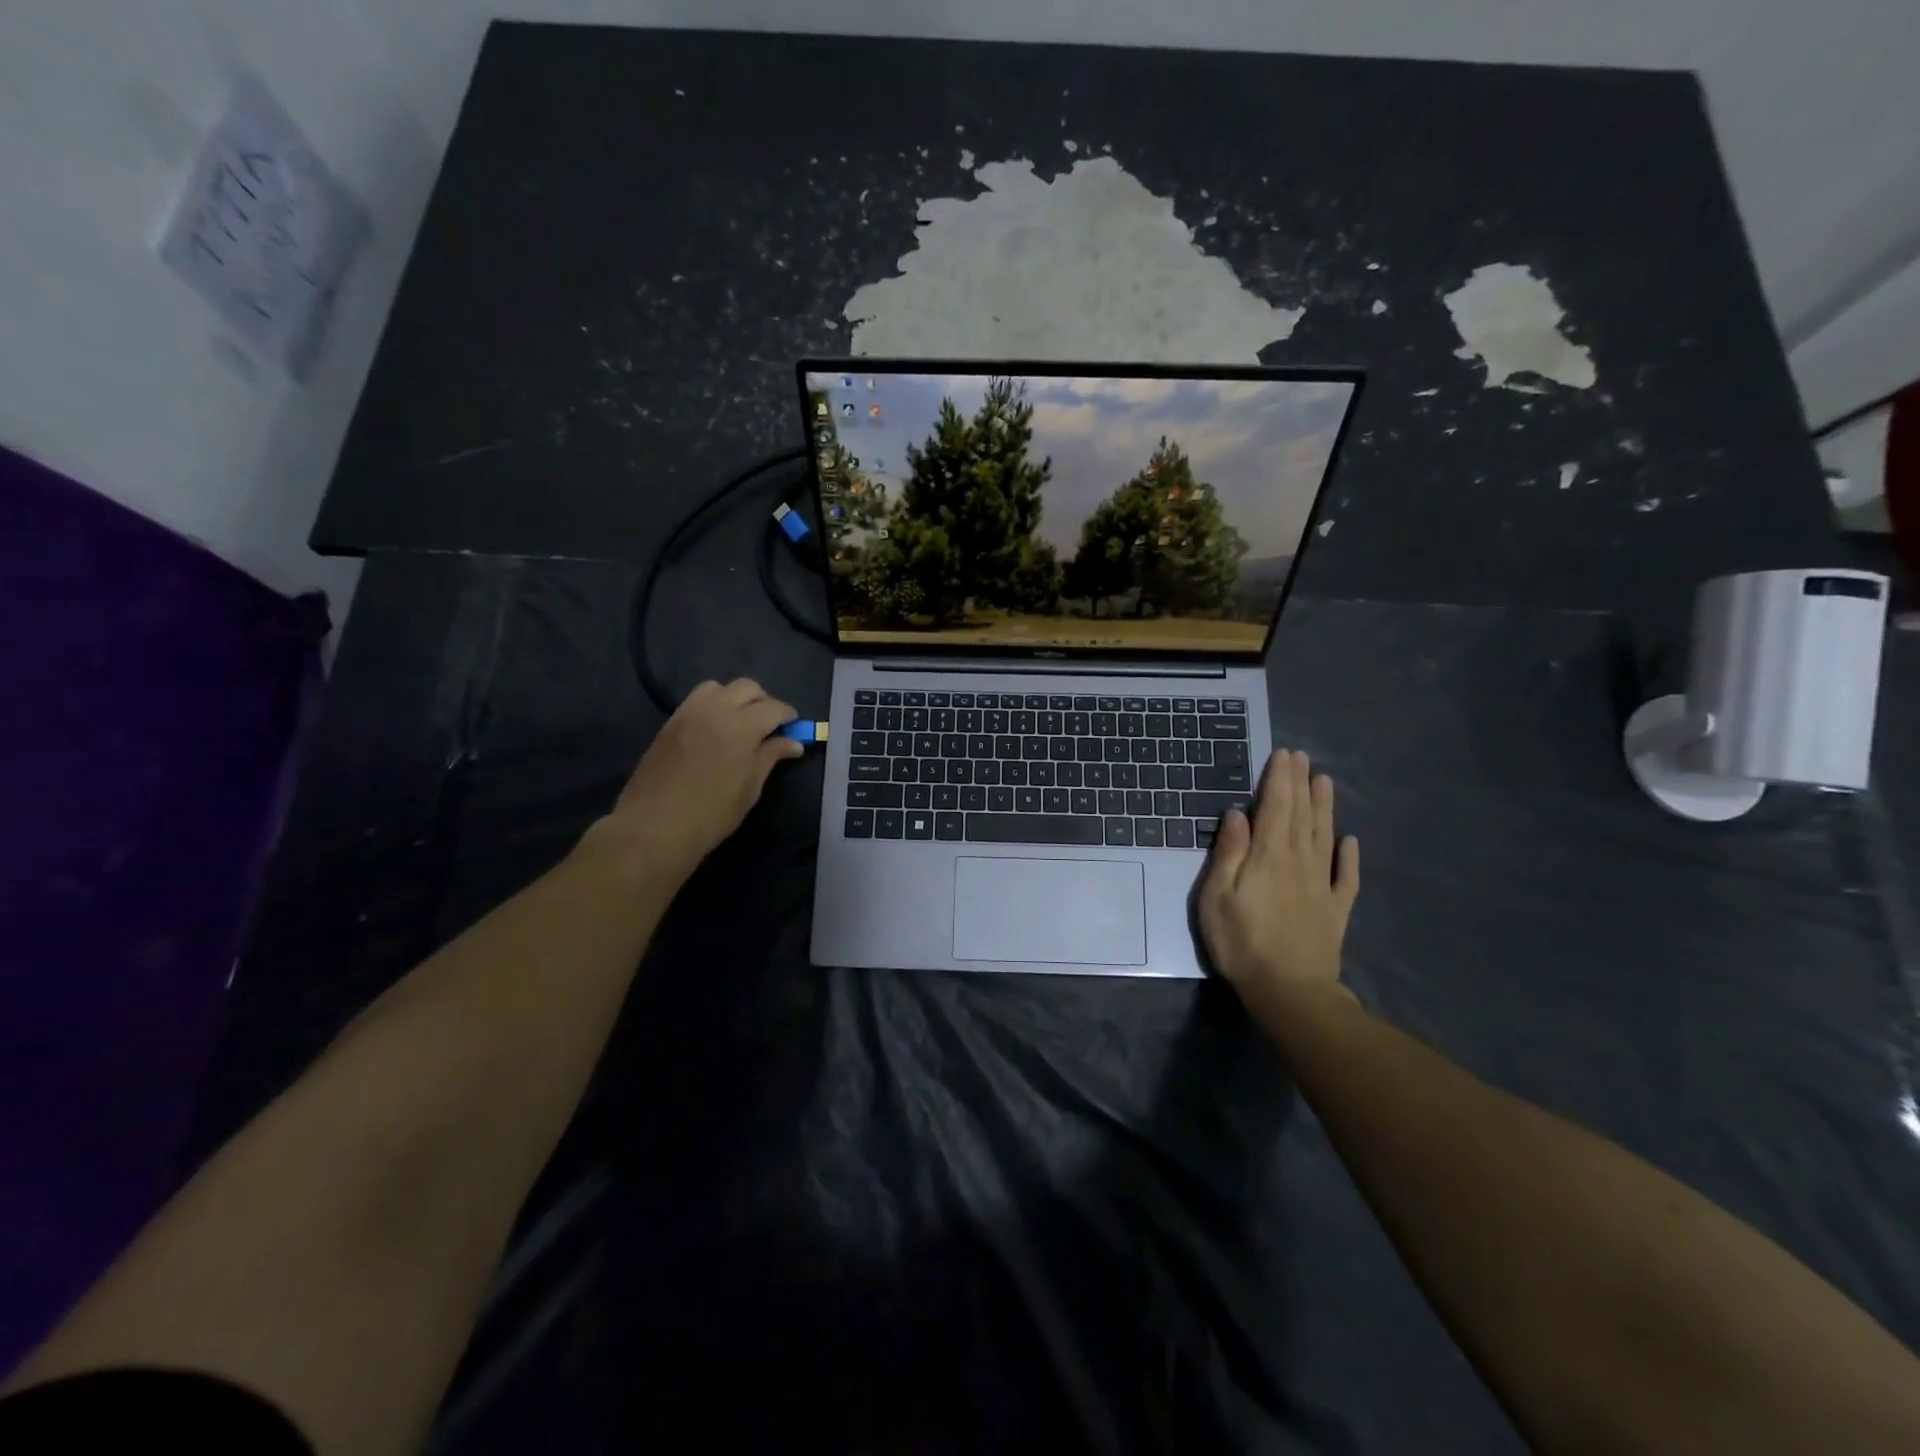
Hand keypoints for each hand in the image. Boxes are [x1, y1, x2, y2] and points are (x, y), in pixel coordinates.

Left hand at [592, 679, 803, 872]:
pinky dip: (713, 705)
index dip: (788, 716)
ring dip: (735, 698)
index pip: (773, 708)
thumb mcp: (750, 789)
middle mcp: (715, 711)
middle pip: (747, 688)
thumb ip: (770, 757)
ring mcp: (689, 713)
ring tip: (740, 723)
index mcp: (741, 727)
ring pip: (719, 687)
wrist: (654, 826)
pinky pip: (697, 700)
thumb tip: (793, 742)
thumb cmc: (711, 814)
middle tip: (769, 726)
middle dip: (764, 702)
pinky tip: (716, 729)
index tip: (794, 728)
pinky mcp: (670, 722)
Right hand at [1197, 749, 1360, 1019]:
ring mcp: (1322, 885)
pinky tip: (1349, 841)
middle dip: (1300, 784)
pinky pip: (1346, 876)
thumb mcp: (1217, 896)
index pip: (1276, 807)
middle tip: (1302, 758)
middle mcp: (1300, 861)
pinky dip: (1348, 856)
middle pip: (1302, 815)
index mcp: (1269, 855)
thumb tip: (1236, 814)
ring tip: (1325, 782)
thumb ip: (1229, 852)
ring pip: (1325, 836)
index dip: (1279, 779)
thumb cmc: (1242, 942)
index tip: (1284, 754)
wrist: (1290, 991)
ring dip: (1325, 807)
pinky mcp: (1336, 909)